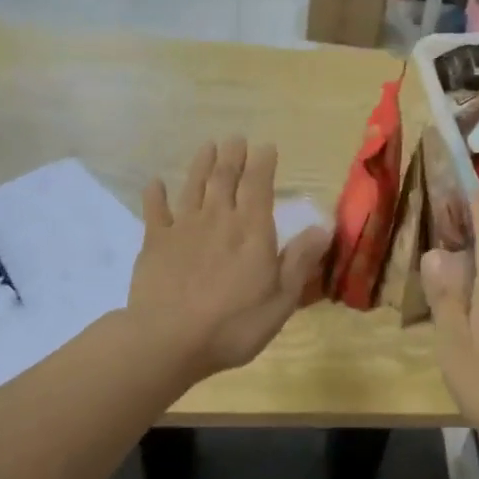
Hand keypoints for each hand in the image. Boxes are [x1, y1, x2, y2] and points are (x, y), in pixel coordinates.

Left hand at [128, 137, 330, 382]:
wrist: (168, 340)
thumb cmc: (233, 325)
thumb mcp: (281, 299)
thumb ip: (300, 260)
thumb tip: (323, 227)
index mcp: (251, 230)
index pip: (259, 185)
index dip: (263, 163)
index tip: (266, 146)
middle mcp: (218, 219)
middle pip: (224, 178)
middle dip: (232, 156)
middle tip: (236, 138)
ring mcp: (183, 228)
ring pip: (193, 186)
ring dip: (201, 164)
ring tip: (208, 146)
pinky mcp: (155, 243)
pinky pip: (155, 211)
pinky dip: (156, 195)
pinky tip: (155, 183)